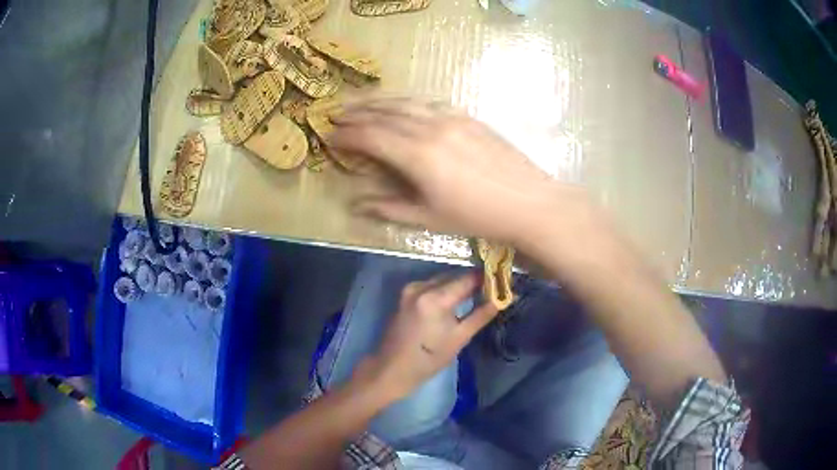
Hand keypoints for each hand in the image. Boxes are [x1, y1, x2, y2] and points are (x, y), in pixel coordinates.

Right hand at [329, 98, 598, 246]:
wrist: (528, 202)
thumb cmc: (477, 216)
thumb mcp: (429, 218)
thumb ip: (389, 208)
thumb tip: (356, 204)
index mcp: (417, 154)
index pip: (371, 136)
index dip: (347, 135)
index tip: (330, 136)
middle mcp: (430, 127)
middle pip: (385, 112)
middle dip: (357, 112)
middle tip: (336, 112)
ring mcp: (451, 117)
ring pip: (406, 102)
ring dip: (379, 100)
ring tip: (360, 101)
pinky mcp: (467, 116)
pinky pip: (428, 102)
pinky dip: (407, 101)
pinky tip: (401, 104)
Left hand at [357, 272, 497, 400]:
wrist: (391, 368)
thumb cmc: (428, 359)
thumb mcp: (459, 338)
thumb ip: (481, 315)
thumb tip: (502, 299)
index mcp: (435, 298)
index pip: (467, 278)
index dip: (486, 278)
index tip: (501, 281)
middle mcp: (421, 286)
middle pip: (454, 276)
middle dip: (473, 281)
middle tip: (492, 290)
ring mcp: (410, 289)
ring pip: (442, 279)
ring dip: (459, 285)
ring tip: (477, 295)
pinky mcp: (405, 294)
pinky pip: (431, 285)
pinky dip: (445, 289)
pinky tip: (456, 300)